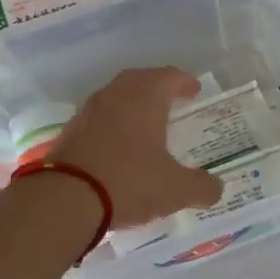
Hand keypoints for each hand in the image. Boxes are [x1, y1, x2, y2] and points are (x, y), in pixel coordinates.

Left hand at [49, 67, 222, 227]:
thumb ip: (201, 187)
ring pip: (114, 98)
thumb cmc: (129, 182)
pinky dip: (112, 125)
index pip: (169, 77)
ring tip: (144, 122)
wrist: (64, 200)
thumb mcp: (176, 190)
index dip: (184, 82)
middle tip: (170, 99)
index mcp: (145, 98)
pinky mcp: (68, 133)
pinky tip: (118, 145)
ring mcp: (87, 113)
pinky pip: (97, 120)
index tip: (194, 90)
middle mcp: (114, 96)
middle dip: (156, 87)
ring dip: (131, 105)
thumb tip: (215, 188)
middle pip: (138, 81)